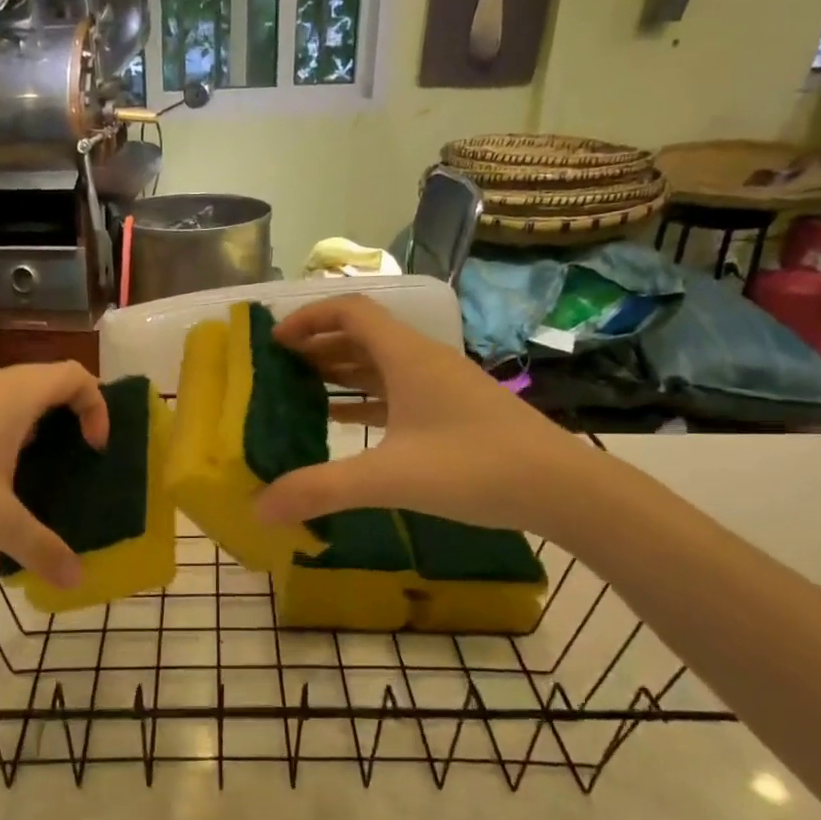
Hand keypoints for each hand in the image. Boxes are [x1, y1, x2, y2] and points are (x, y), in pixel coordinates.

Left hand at [0, 362, 107, 587]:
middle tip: (69, 461)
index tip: (91, 449)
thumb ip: (42, 547)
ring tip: (28, 472)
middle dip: (67, 417)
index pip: (75, 375)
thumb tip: (77, 580)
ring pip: (9, 395)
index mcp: (14, 396)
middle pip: (45, 382)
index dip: (96, 407)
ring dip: (30, 425)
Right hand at [253, 294, 595, 534]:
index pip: (350, 311)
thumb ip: (321, 490)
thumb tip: (259, 508)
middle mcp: (422, 361)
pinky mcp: (453, 411)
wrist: (561, 488)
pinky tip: (344, 422)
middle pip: (362, 334)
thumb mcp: (389, 478)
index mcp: (407, 356)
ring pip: (380, 363)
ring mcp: (441, 386)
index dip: (308, 318)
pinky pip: (397, 392)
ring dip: (340, 370)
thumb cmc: (473, 467)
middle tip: (278, 367)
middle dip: (318, 345)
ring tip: (301, 389)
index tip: (274, 341)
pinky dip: (365, 399)